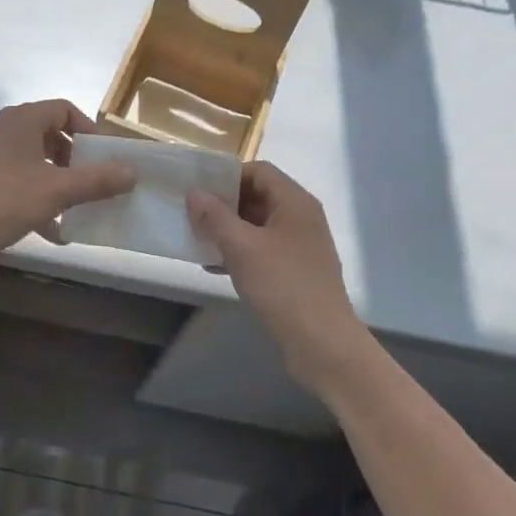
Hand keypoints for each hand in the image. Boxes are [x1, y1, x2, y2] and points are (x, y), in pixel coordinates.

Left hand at [0, 101, 135, 270]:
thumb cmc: (0, 201)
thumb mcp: (55, 191)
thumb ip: (96, 181)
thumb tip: (132, 172)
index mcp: (23, 121)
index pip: (66, 110)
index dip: (90, 131)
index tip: (105, 158)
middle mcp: (7, 131)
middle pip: (53, 136)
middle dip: (78, 161)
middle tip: (96, 183)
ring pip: (38, 162)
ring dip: (61, 183)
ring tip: (80, 208)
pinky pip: (22, 183)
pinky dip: (40, 200)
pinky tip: (55, 232)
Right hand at [187, 163, 373, 391]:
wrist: (323, 344)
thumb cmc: (283, 287)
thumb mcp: (241, 248)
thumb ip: (215, 216)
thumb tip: (195, 193)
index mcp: (295, 203)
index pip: (259, 171)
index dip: (227, 176)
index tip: (198, 190)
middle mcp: (302, 218)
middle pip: (258, 196)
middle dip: (224, 204)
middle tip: (192, 215)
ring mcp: (301, 246)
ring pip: (258, 225)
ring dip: (229, 229)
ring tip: (198, 240)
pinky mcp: (296, 271)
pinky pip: (263, 250)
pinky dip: (240, 252)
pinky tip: (215, 267)